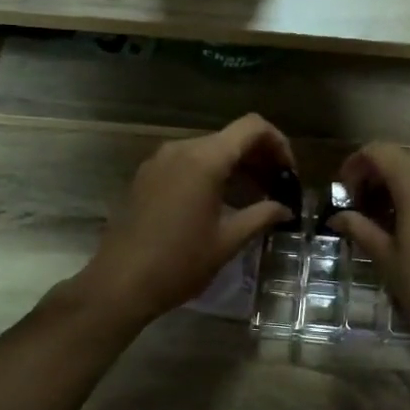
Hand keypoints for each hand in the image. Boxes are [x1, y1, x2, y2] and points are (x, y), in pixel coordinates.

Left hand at [74, 114, 294, 326]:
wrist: (120, 283)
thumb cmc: (179, 262)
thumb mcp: (228, 240)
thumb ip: (261, 216)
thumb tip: (284, 208)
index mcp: (204, 159)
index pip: (252, 127)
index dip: (278, 142)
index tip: (289, 172)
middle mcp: (180, 149)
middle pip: (230, 138)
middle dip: (259, 157)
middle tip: (277, 188)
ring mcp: (159, 161)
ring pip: (208, 150)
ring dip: (235, 166)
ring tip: (253, 197)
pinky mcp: (146, 176)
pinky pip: (187, 163)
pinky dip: (210, 173)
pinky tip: (219, 202)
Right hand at [329, 142, 409, 351]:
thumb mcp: (387, 258)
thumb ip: (360, 228)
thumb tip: (338, 217)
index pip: (379, 152)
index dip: (356, 166)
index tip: (345, 192)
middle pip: (404, 163)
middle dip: (379, 181)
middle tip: (363, 212)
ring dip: (405, 191)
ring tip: (392, 224)